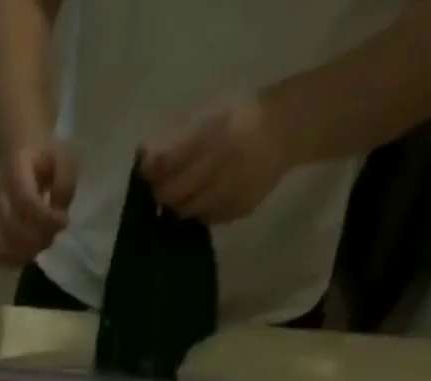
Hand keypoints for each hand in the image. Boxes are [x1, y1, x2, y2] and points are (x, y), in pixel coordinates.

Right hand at [0, 136, 79, 265]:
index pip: (25, 203)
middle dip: (39, 238)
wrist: (20, 150)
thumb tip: (59, 214)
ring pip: (3, 246)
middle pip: (13, 230)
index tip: (64, 222)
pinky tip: (29, 252)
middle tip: (55, 234)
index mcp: (14, 171)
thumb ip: (64, 183)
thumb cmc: (45, 155)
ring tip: (42, 243)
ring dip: (27, 252)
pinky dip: (14, 259)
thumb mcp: (63, 158)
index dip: (46, 219)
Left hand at [141, 96, 294, 223]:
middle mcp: (221, 163)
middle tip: (163, 185)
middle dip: (161, 191)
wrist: (286, 129)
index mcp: (214, 132)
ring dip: (179, 203)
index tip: (147, 170)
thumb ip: (175, 137)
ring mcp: (230, 191)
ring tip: (186, 189)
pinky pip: (205, 217)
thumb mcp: (209, 113)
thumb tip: (144, 159)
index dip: (150, 170)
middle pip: (170, 193)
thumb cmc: (239, 118)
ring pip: (184, 210)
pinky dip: (198, 210)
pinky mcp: (236, 210)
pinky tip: (207, 195)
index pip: (164, 162)